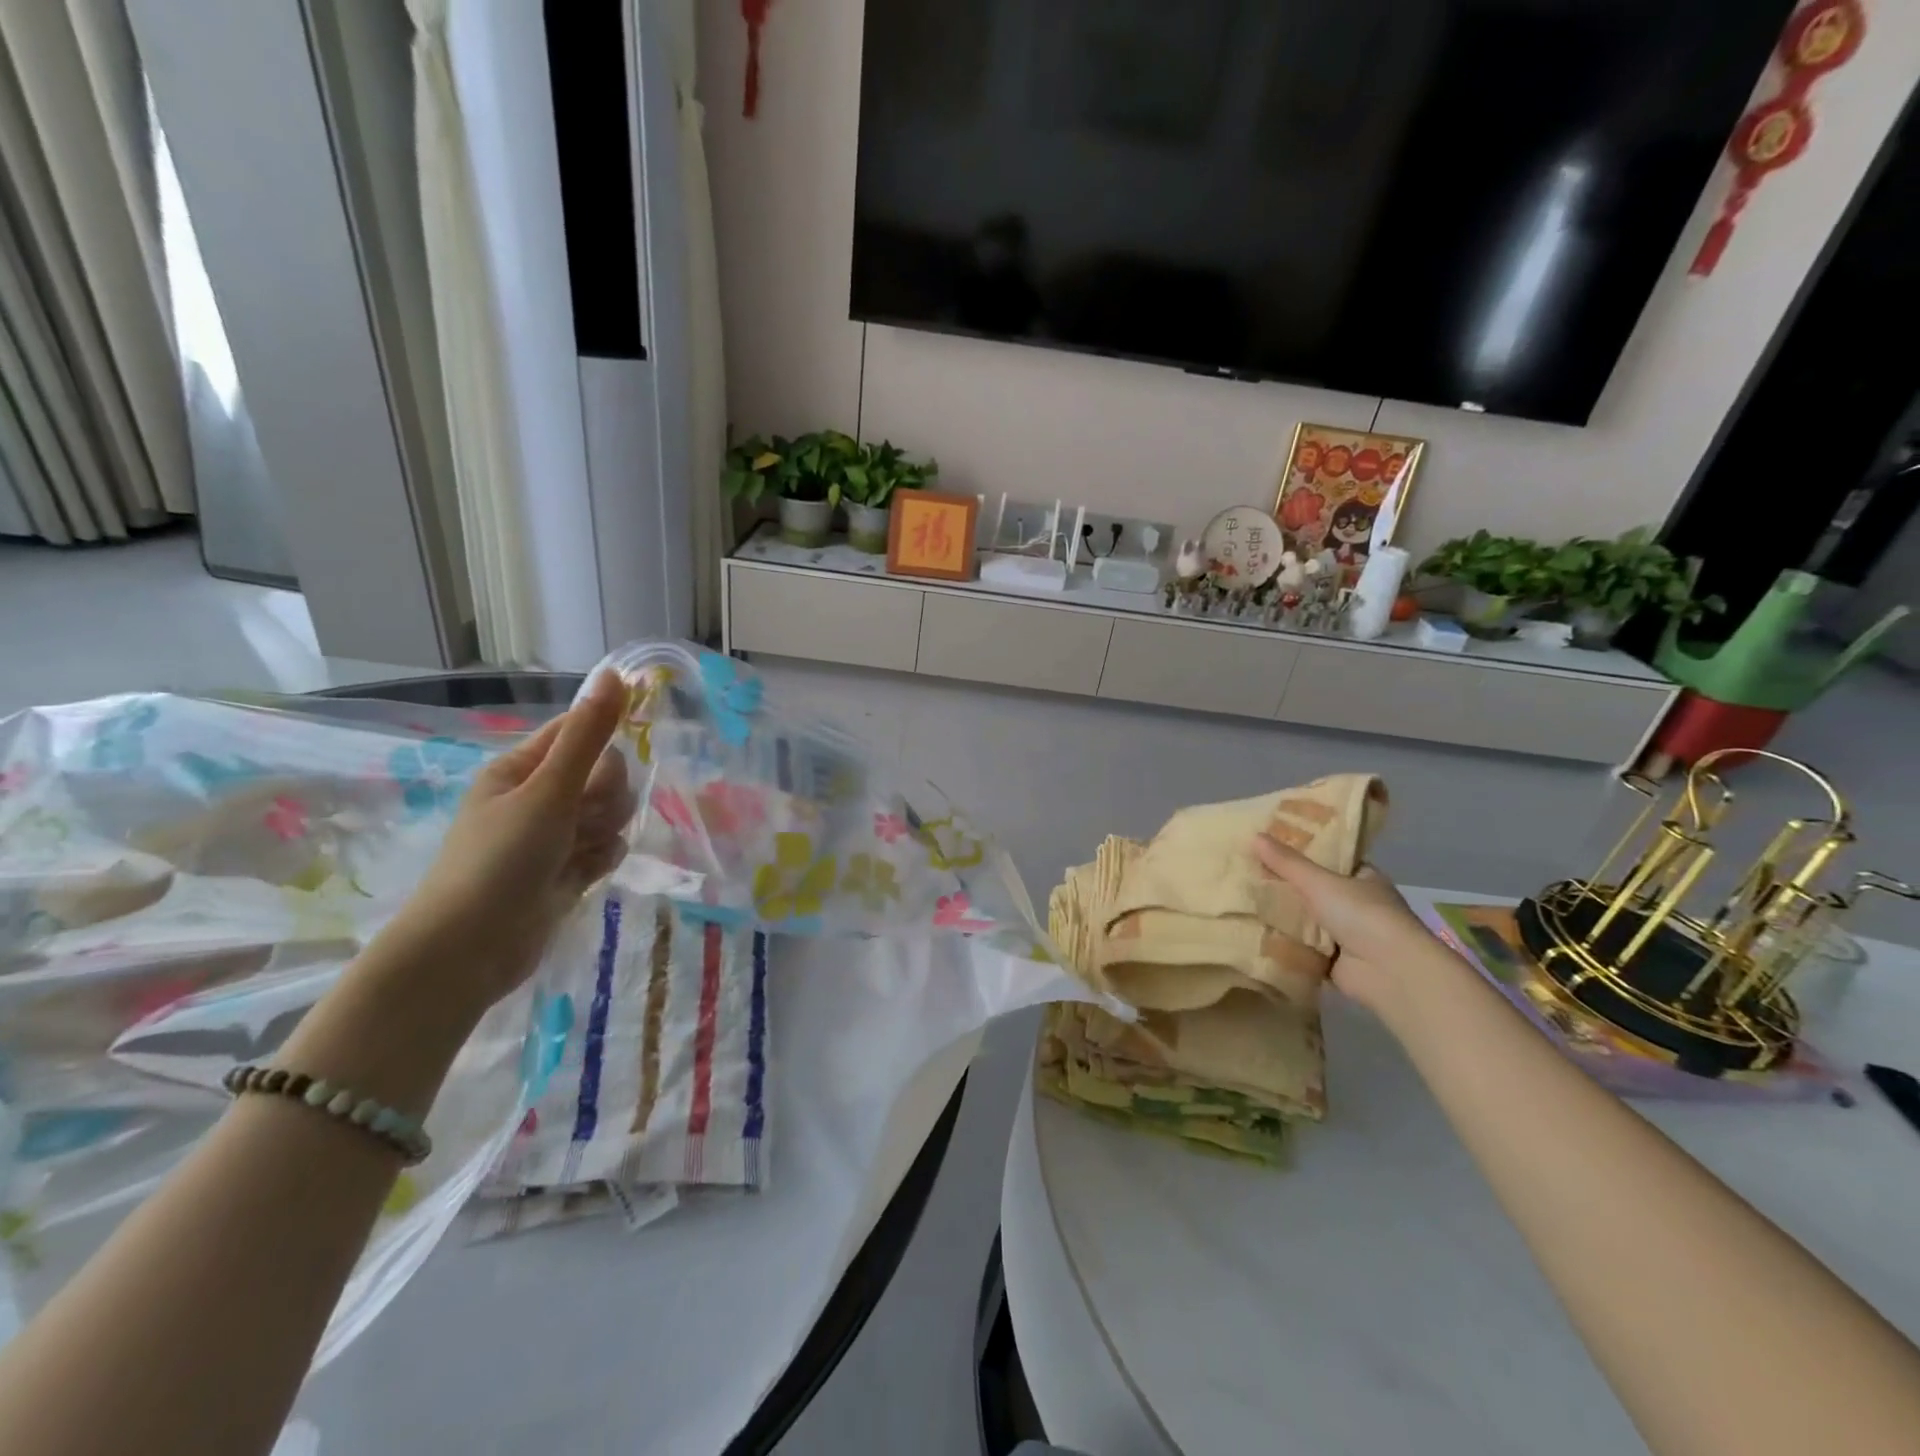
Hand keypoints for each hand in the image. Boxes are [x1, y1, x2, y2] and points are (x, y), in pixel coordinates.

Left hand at [393, 672, 635, 1008]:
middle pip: (605, 774)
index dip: (605, 740)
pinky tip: (585, 874)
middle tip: (582, 817)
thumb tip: (613, 674)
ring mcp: (555, 835)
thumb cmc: (501, 859)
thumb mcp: (549, 790)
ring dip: (607, 829)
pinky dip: (603, 859)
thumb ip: (588, 735)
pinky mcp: (568, 869)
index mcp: (522, 768)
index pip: (580, 732)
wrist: (470, 949)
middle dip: (607, 796)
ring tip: (580, 852)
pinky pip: (608, 848)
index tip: (618, 757)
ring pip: (612, 813)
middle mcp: (539, 796)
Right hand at [1253, 834, 1438, 1011]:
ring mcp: (1346, 935)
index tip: (1269, 847)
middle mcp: (1356, 905)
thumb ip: (1287, 863)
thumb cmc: (1362, 915)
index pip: (1329, 860)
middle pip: (1313, 890)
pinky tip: (1253, 933)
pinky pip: (1302, 947)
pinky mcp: (1334, 961)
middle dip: (1284, 886)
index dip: (1301, 853)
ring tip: (1242, 901)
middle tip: (1246, 873)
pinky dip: (1283, 944)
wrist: (1390, 972)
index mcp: (1363, 878)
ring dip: (1281, 916)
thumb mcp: (1320, 882)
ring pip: (1305, 920)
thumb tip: (1255, 835)